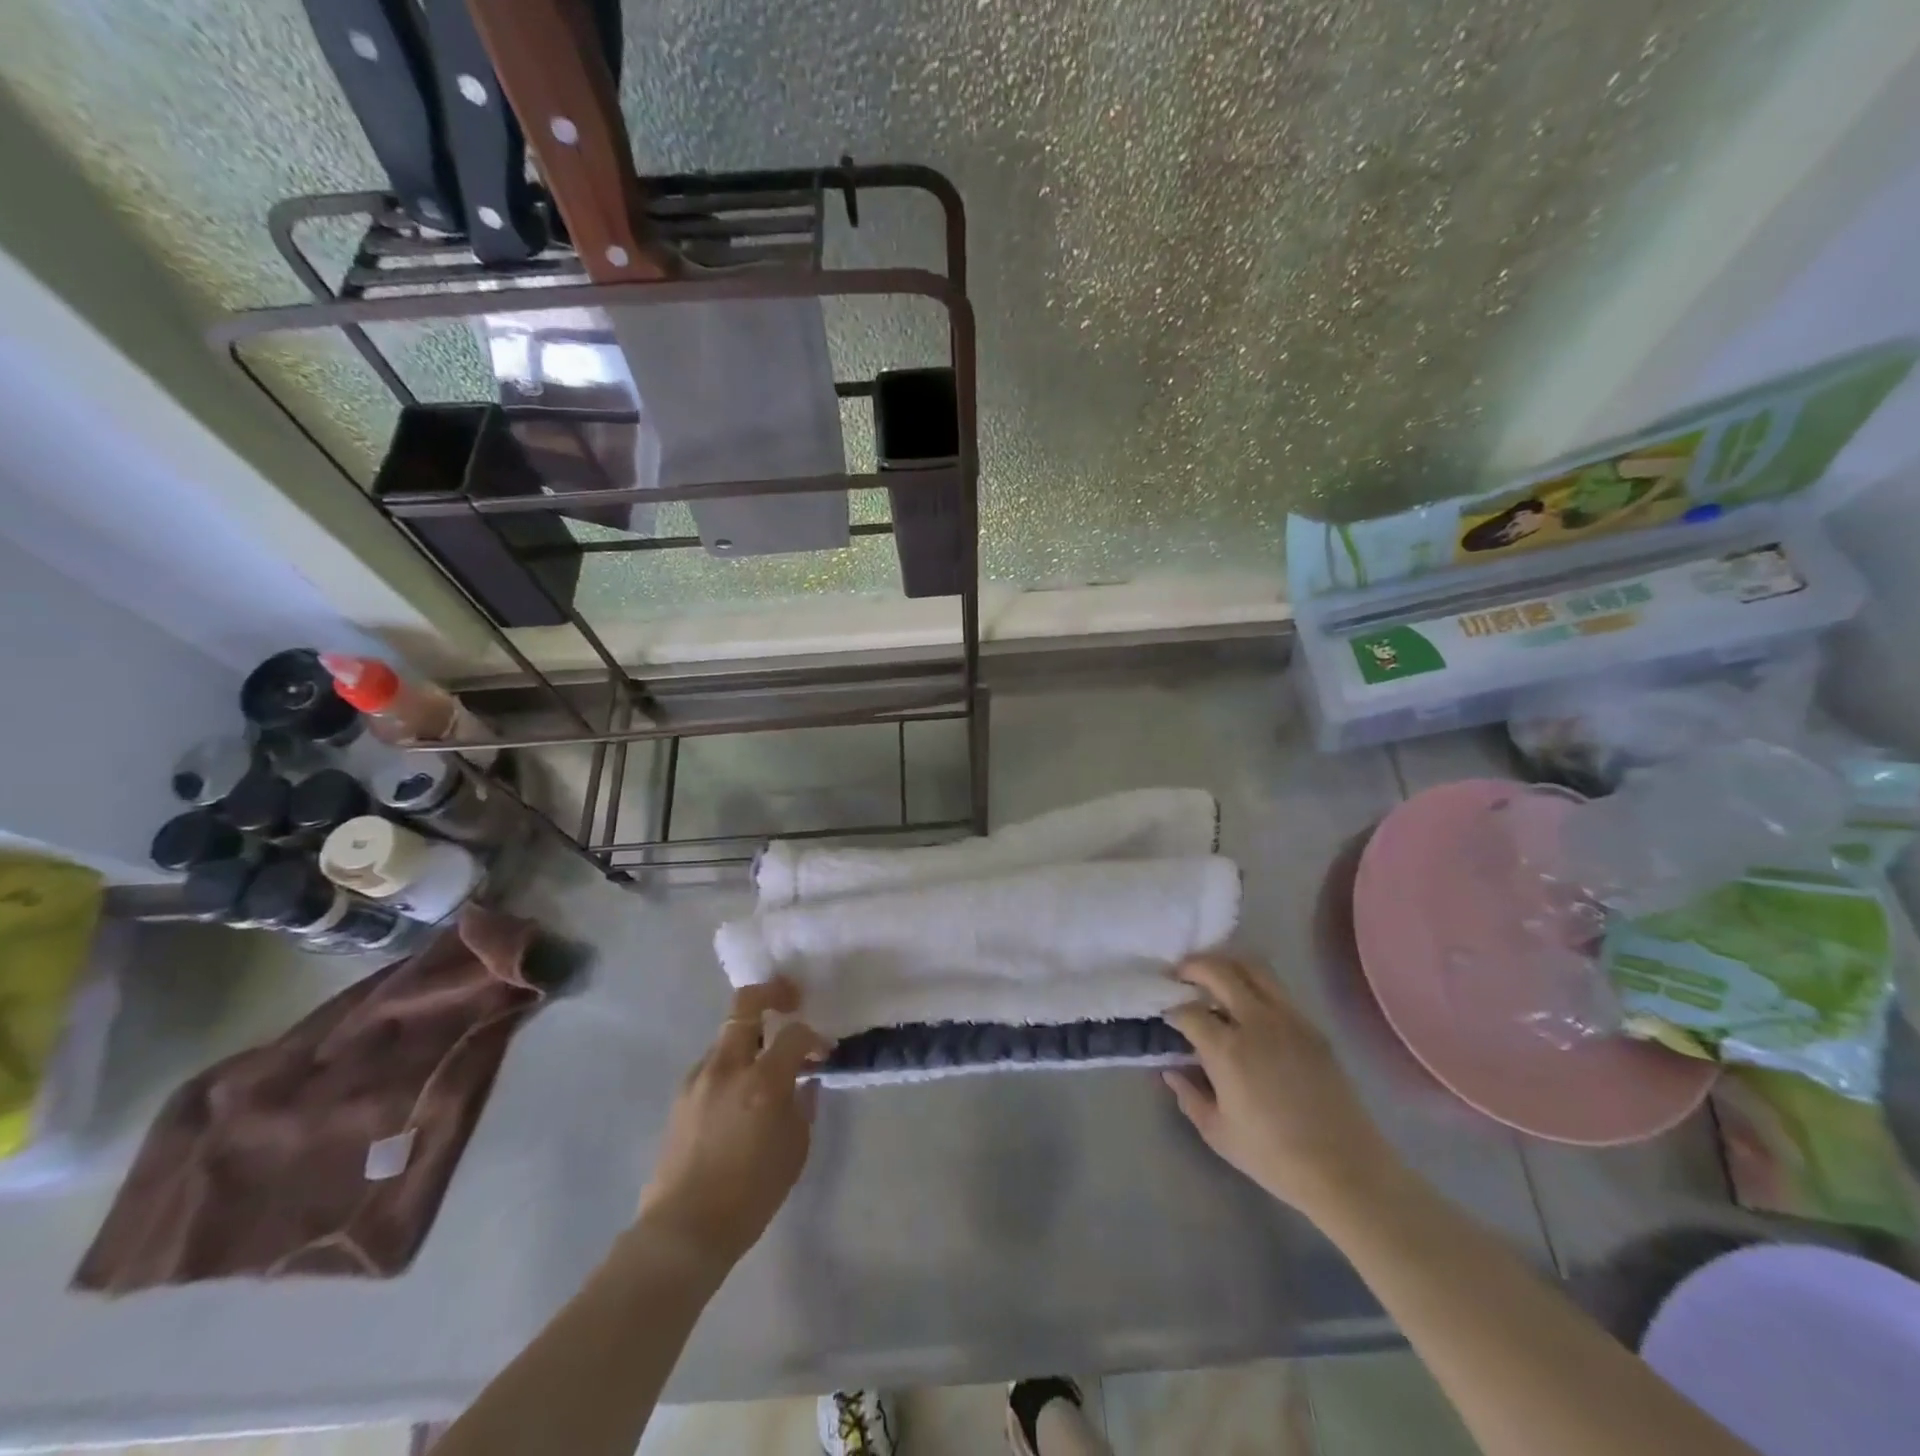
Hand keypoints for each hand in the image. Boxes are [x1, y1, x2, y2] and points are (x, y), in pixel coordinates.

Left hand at [635, 978, 828, 1270]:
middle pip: (746, 1004)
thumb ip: (803, 1105)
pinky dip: (731, 1063)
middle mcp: (728, 1067)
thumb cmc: (751, 1194)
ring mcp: (699, 1077)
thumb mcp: (795, 1149)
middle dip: (772, 993)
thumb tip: (804, 1081)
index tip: (823, 1052)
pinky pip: (713, 1063)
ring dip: (749, 1034)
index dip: (814, 1037)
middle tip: (790, 1000)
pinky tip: (739, 1092)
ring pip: (727, 1034)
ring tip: (765, 1060)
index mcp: (763, 1081)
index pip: (795, 1033)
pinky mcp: (681, 1094)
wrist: (684, 1230)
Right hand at [1163, 953, 1403, 1220]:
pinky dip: (1253, 983)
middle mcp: (1256, 1022)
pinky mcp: (1311, 1026)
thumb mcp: (1218, 1133)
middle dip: (1192, 967)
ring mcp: (1288, 1018)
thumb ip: (1189, 1096)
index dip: (1171, 1009)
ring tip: (1212, 976)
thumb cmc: (1274, 1156)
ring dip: (1225, 965)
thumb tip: (1171, 1071)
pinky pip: (1276, 989)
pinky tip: (1246, 1002)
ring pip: (1252, 968)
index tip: (1166, 1014)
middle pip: (1218, 971)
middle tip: (1179, 974)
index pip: (1188, 1011)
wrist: (1345, 1169)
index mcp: (1227, 1049)